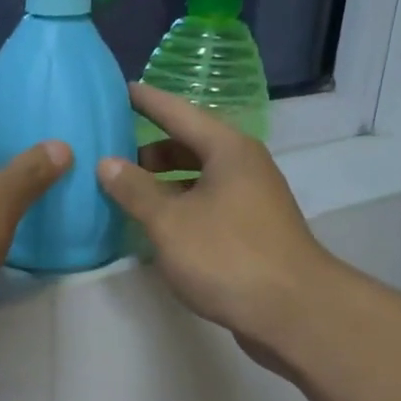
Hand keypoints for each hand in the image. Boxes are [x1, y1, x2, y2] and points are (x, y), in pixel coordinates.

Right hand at [98, 85, 335, 367]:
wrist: (292, 312)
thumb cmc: (227, 256)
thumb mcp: (170, 222)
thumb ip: (135, 190)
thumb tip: (107, 162)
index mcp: (228, 150)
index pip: (179, 112)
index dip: (147, 101)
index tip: (119, 89)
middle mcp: (243, 167)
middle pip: (190, 146)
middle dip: (150, 150)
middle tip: (110, 155)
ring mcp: (251, 200)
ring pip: (199, 180)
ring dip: (164, 184)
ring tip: (126, 193)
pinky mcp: (252, 231)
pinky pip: (207, 206)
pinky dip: (180, 208)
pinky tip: (157, 227)